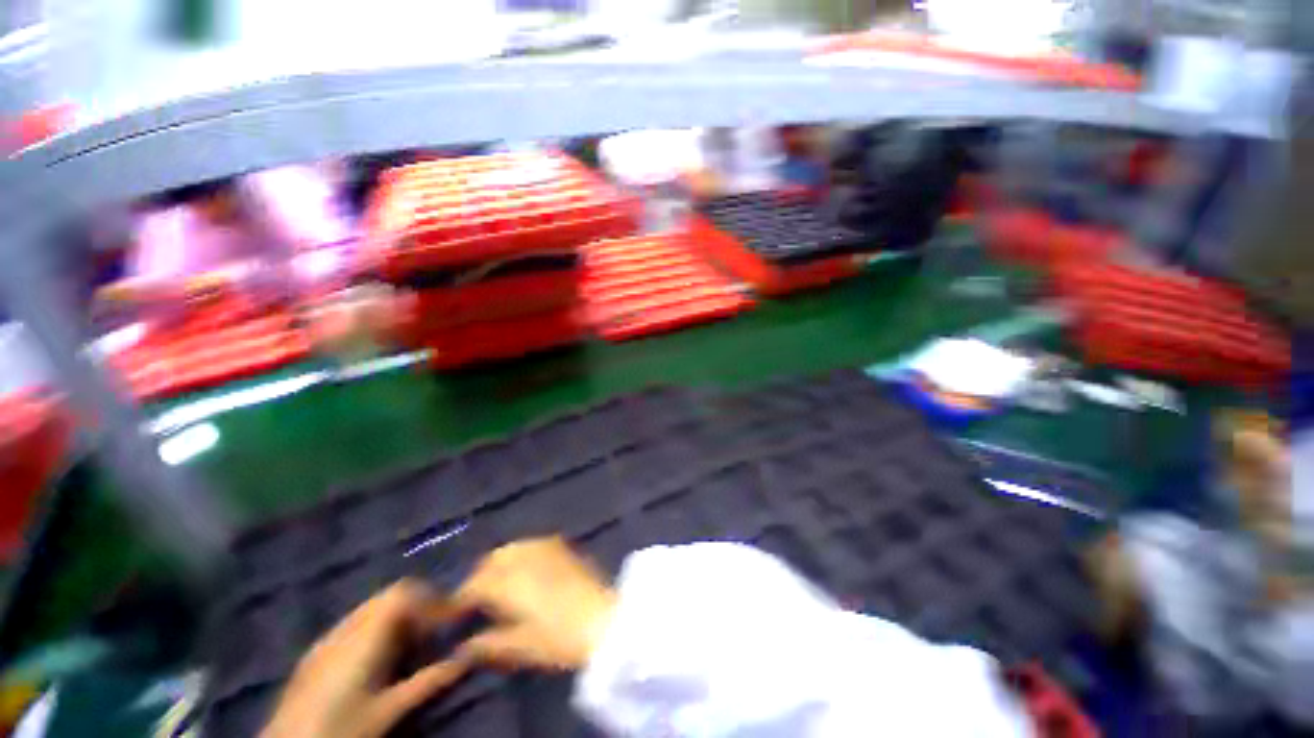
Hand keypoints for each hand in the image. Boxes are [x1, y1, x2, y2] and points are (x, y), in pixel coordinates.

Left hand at [262, 580, 468, 737]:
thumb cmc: (342, 729)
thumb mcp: (389, 710)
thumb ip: (428, 681)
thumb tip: (466, 659)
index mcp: (365, 635)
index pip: (403, 593)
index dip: (432, 599)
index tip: (452, 617)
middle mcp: (345, 627)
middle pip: (388, 595)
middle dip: (417, 606)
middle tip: (434, 630)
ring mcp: (327, 638)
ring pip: (371, 608)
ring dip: (397, 617)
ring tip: (410, 645)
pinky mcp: (316, 652)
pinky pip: (354, 624)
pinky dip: (376, 629)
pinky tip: (377, 659)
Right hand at [451, 536, 616, 670]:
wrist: (605, 615)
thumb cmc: (559, 636)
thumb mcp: (519, 647)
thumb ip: (487, 644)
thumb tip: (464, 646)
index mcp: (506, 579)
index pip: (473, 585)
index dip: (460, 601)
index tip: (453, 617)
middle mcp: (523, 554)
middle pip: (490, 560)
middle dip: (479, 578)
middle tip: (477, 602)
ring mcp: (545, 544)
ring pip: (511, 549)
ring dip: (500, 565)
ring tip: (501, 588)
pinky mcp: (562, 544)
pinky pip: (531, 545)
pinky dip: (520, 557)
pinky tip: (527, 574)